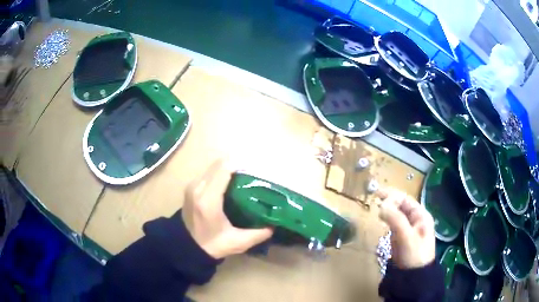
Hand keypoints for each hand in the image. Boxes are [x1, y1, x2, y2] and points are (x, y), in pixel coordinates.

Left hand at [182, 159, 273, 258]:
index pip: (224, 169)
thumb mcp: (237, 242)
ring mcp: (192, 186)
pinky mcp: (190, 187)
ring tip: (244, 177)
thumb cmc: (211, 245)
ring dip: (228, 168)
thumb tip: (274, 225)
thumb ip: (258, 234)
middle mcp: (198, 187)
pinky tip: (230, 183)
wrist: (186, 247)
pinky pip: (208, 172)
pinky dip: (220, 173)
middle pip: (219, 164)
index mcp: (208, 199)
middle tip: (253, 173)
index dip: (241, 165)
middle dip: (237, 165)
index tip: (256, 169)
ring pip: (213, 166)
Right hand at [378, 188, 435, 268]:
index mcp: (421, 216)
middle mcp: (416, 219)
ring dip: (387, 209)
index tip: (377, 194)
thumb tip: (381, 205)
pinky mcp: (402, 237)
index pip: (406, 200)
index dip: (392, 195)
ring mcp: (409, 228)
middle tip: (374, 199)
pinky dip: (387, 219)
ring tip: (376, 207)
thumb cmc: (414, 255)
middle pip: (401, 205)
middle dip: (389, 201)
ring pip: (397, 214)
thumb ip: (396, 219)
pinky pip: (394, 224)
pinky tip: (381, 219)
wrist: (414, 277)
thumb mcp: (406, 237)